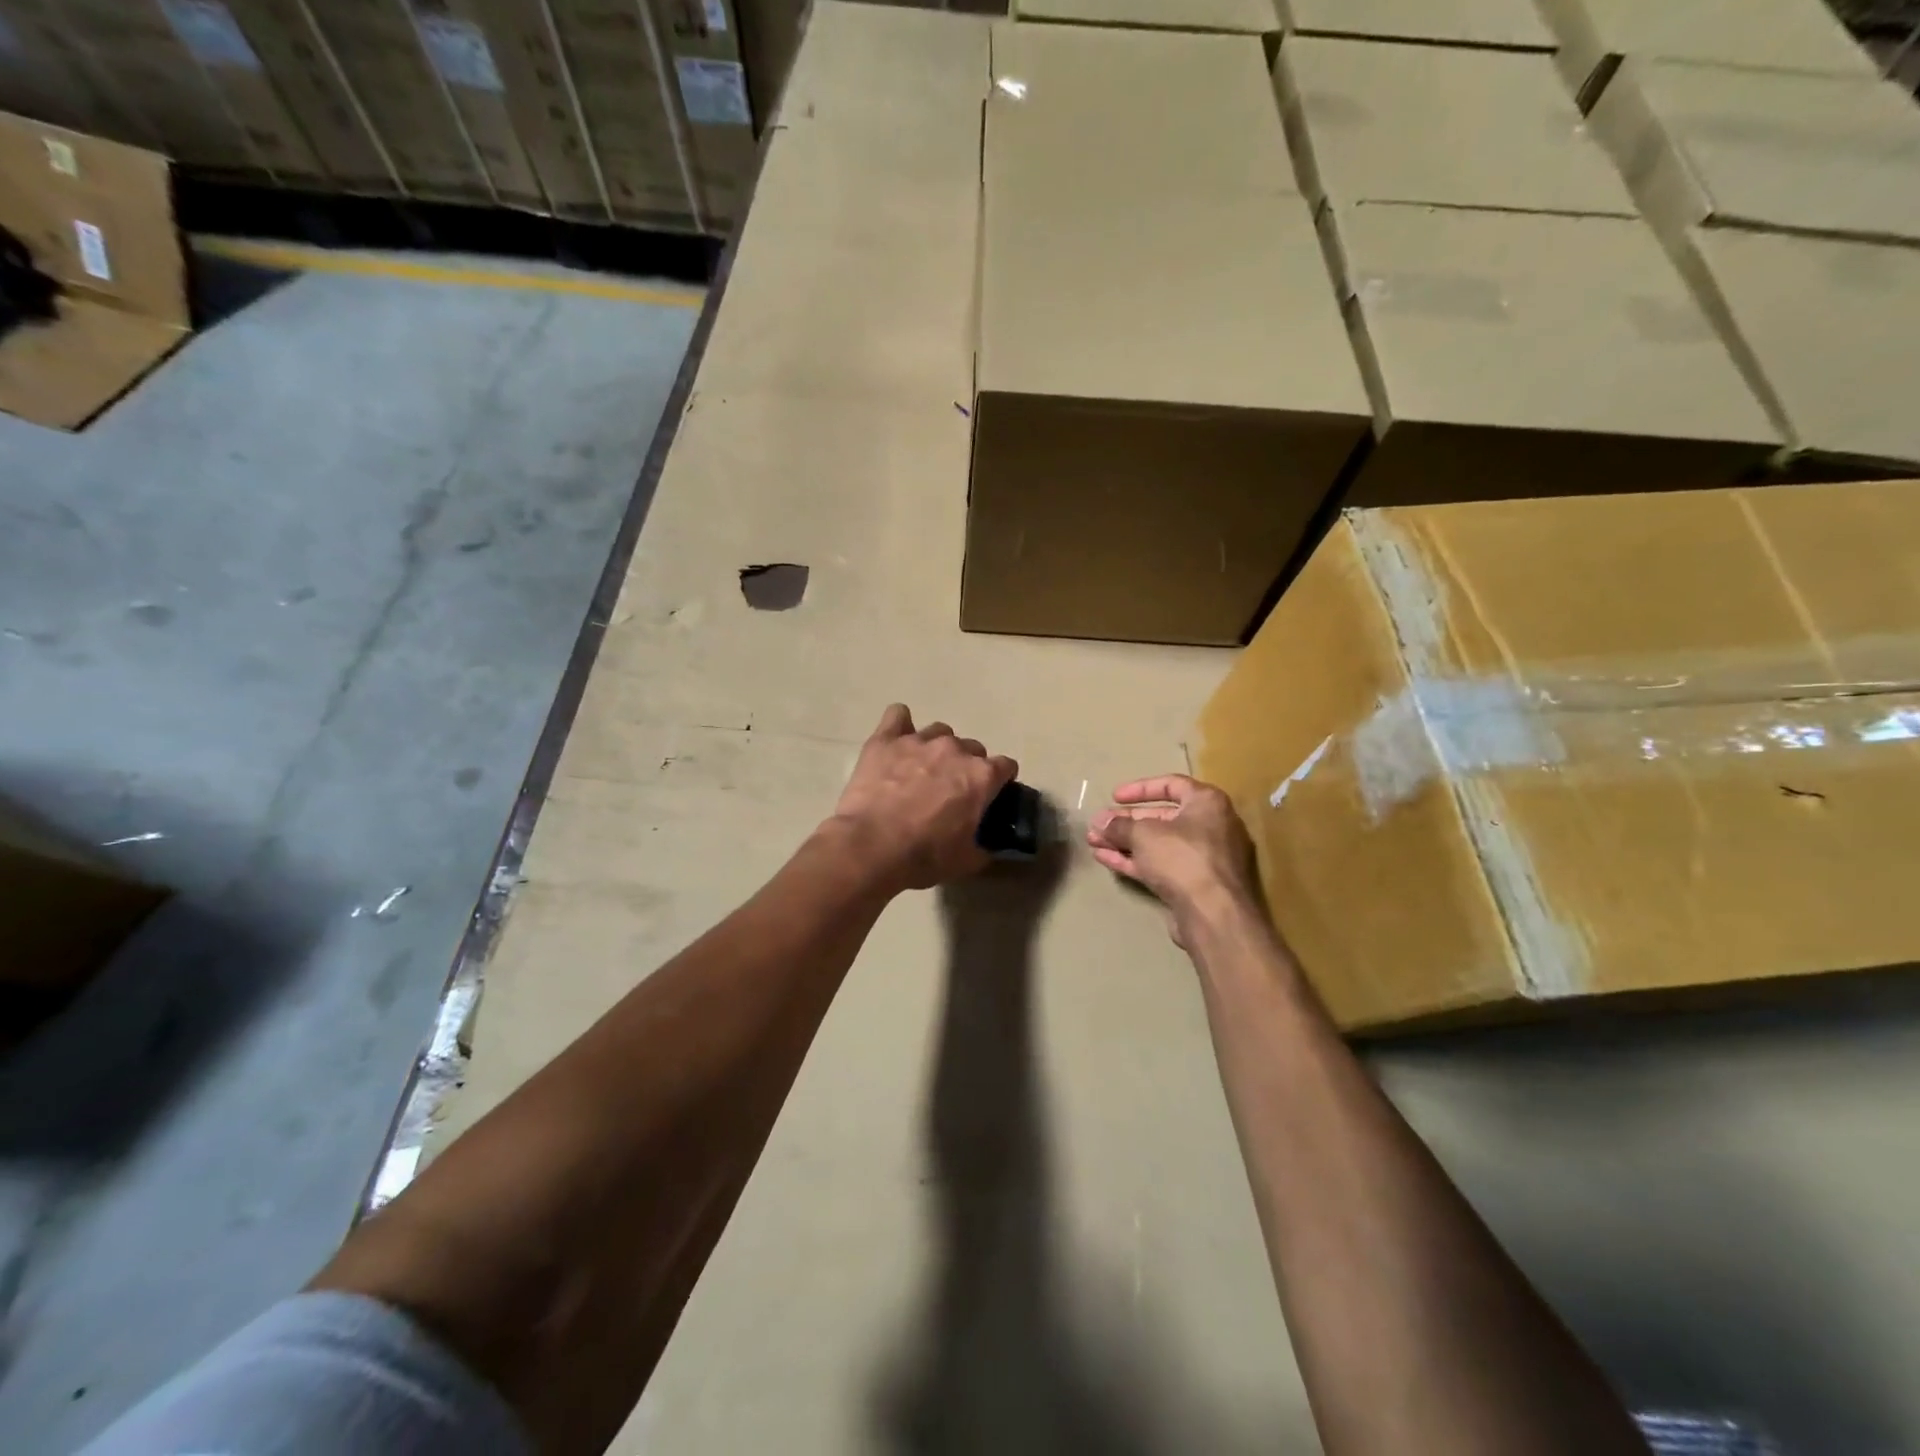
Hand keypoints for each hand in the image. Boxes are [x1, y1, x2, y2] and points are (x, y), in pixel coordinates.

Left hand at [831, 704, 1017, 893]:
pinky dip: (900, 725)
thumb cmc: (923, 855)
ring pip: (939, 732)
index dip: (1000, 781)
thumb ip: (984, 846)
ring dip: (937, 748)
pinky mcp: (886, 740)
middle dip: (967, 766)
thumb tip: (989, 845)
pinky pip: (897, 715)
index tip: (991, 795)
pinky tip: (896, 741)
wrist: (871, 846)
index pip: (1006, 766)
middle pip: (973, 748)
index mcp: (981, 776)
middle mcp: (955, 749)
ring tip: (923, 769)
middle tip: (951, 790)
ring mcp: (919, 740)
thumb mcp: (966, 860)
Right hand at [1088, 776, 1260, 944]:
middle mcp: (1210, 827)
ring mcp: (1203, 859)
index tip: (1114, 797)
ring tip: (1094, 842)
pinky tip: (1105, 859)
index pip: (1172, 784)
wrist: (1213, 914)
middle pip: (1162, 818)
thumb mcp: (1144, 834)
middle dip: (1126, 822)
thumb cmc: (1182, 858)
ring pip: (1158, 845)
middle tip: (1099, 825)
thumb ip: (1119, 826)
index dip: (1140, 788)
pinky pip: (1160, 866)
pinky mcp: (1194, 885)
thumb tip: (1100, 822)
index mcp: (1207, 803)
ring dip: (1125, 842)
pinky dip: (1134, 861)